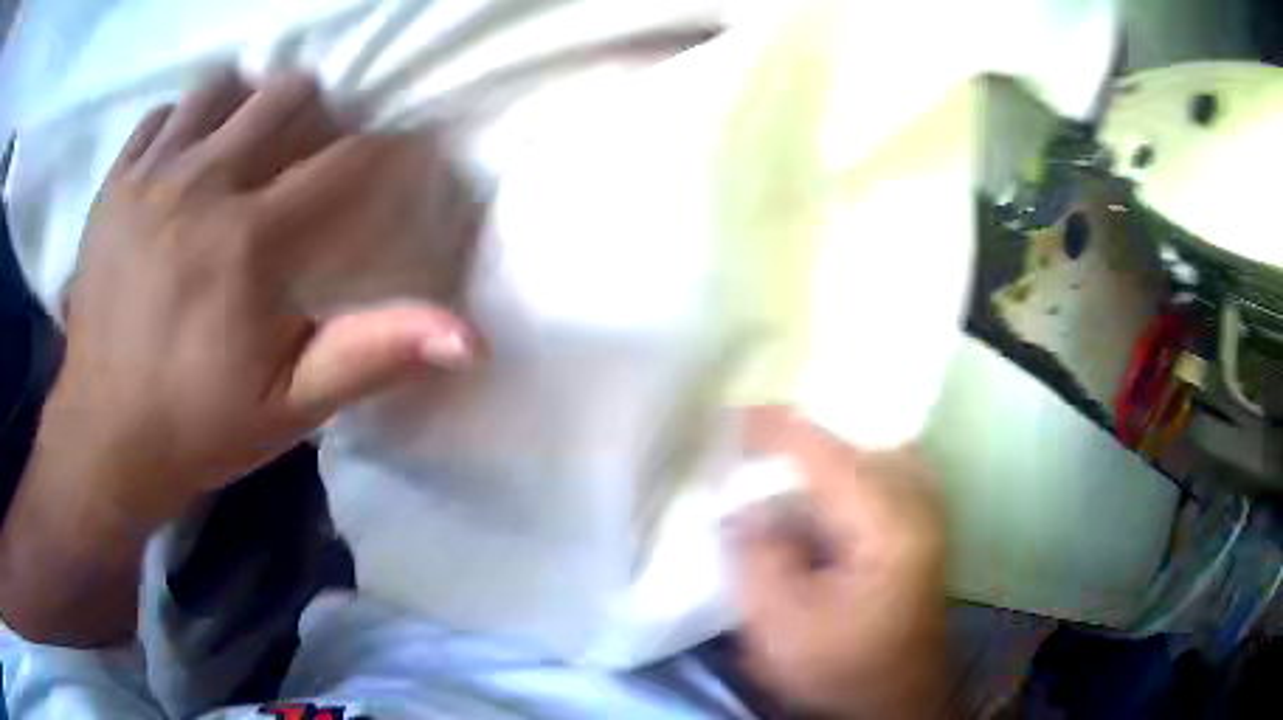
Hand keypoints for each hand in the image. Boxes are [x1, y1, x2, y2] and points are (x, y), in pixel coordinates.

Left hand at [46, 70, 477, 526]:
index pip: (345, 163)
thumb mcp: (293, 406)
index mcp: (248, 240)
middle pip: (284, 97)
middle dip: (313, 118)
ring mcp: (149, 177)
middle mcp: (200, 185)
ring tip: (239, 153)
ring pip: (219, 88)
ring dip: (242, 109)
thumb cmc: (197, 427)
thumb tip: (470, 339)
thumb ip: (375, 356)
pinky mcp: (113, 186)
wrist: (104, 440)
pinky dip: (182, 126)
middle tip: (302, 164)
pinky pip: (161, 117)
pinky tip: (182, 165)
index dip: (386, 154)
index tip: (400, 159)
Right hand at [727, 408, 949, 719]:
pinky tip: (814, 499)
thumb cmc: (840, 669)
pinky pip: (881, 477)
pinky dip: (843, 476)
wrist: (892, 703)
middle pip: (857, 442)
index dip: (777, 430)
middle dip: (804, 440)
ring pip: (871, 455)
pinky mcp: (921, 529)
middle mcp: (919, 505)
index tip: (731, 417)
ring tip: (780, 468)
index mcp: (889, 526)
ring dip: (825, 456)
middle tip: (755, 448)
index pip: (829, 455)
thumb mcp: (781, 625)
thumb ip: (756, 556)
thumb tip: (745, 507)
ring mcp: (927, 514)